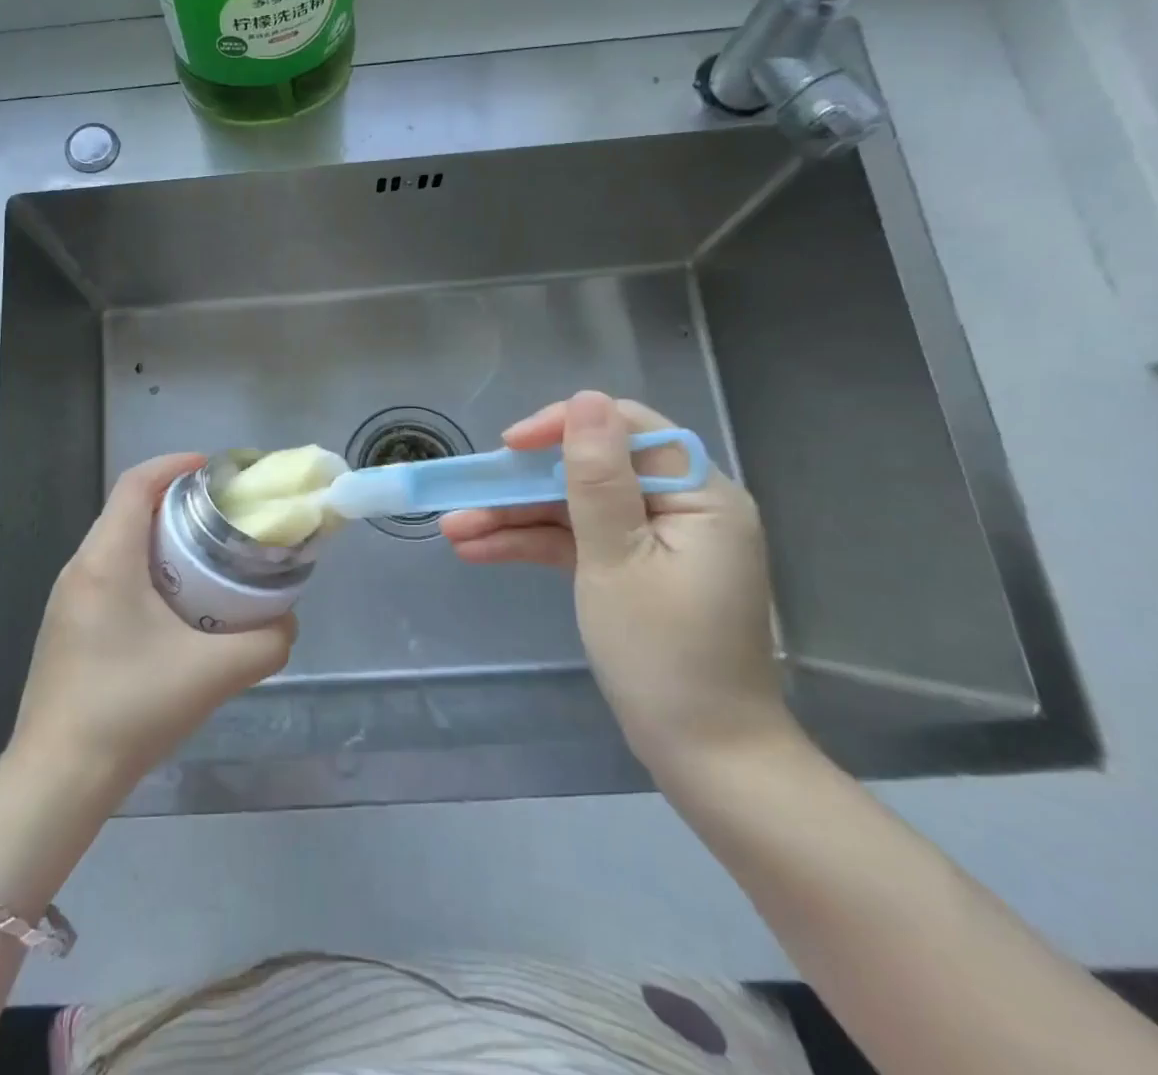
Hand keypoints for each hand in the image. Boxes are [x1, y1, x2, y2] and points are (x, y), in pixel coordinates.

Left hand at [12, 453, 296, 793]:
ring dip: (162, 538)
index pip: (136, 484)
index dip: (175, 465)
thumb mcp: (213, 673)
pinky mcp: (67, 625)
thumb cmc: (130, 709)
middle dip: (177, 503)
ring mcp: (68, 597)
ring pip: (119, 543)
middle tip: (224, 518)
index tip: (216, 472)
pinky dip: (146, 568)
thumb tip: (287, 622)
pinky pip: (110, 573)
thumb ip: (266, 642)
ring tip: (207, 558)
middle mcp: (80, 567)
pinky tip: (175, 606)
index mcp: (106, 560)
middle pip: (129, 509)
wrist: (58, 778)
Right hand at [441, 391, 792, 776]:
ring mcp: (655, 541)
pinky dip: (534, 545)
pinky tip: (478, 550)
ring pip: (575, 509)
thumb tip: (586, 400)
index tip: (509, 446)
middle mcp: (681, 508)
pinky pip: (579, 542)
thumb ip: (596, 477)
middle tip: (466, 494)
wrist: (705, 758)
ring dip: (516, 518)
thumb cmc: (663, 655)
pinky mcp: (633, 569)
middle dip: (523, 485)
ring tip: (453, 530)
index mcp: (698, 495)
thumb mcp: (616, 559)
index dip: (563, 427)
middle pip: (591, 470)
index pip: (627, 430)